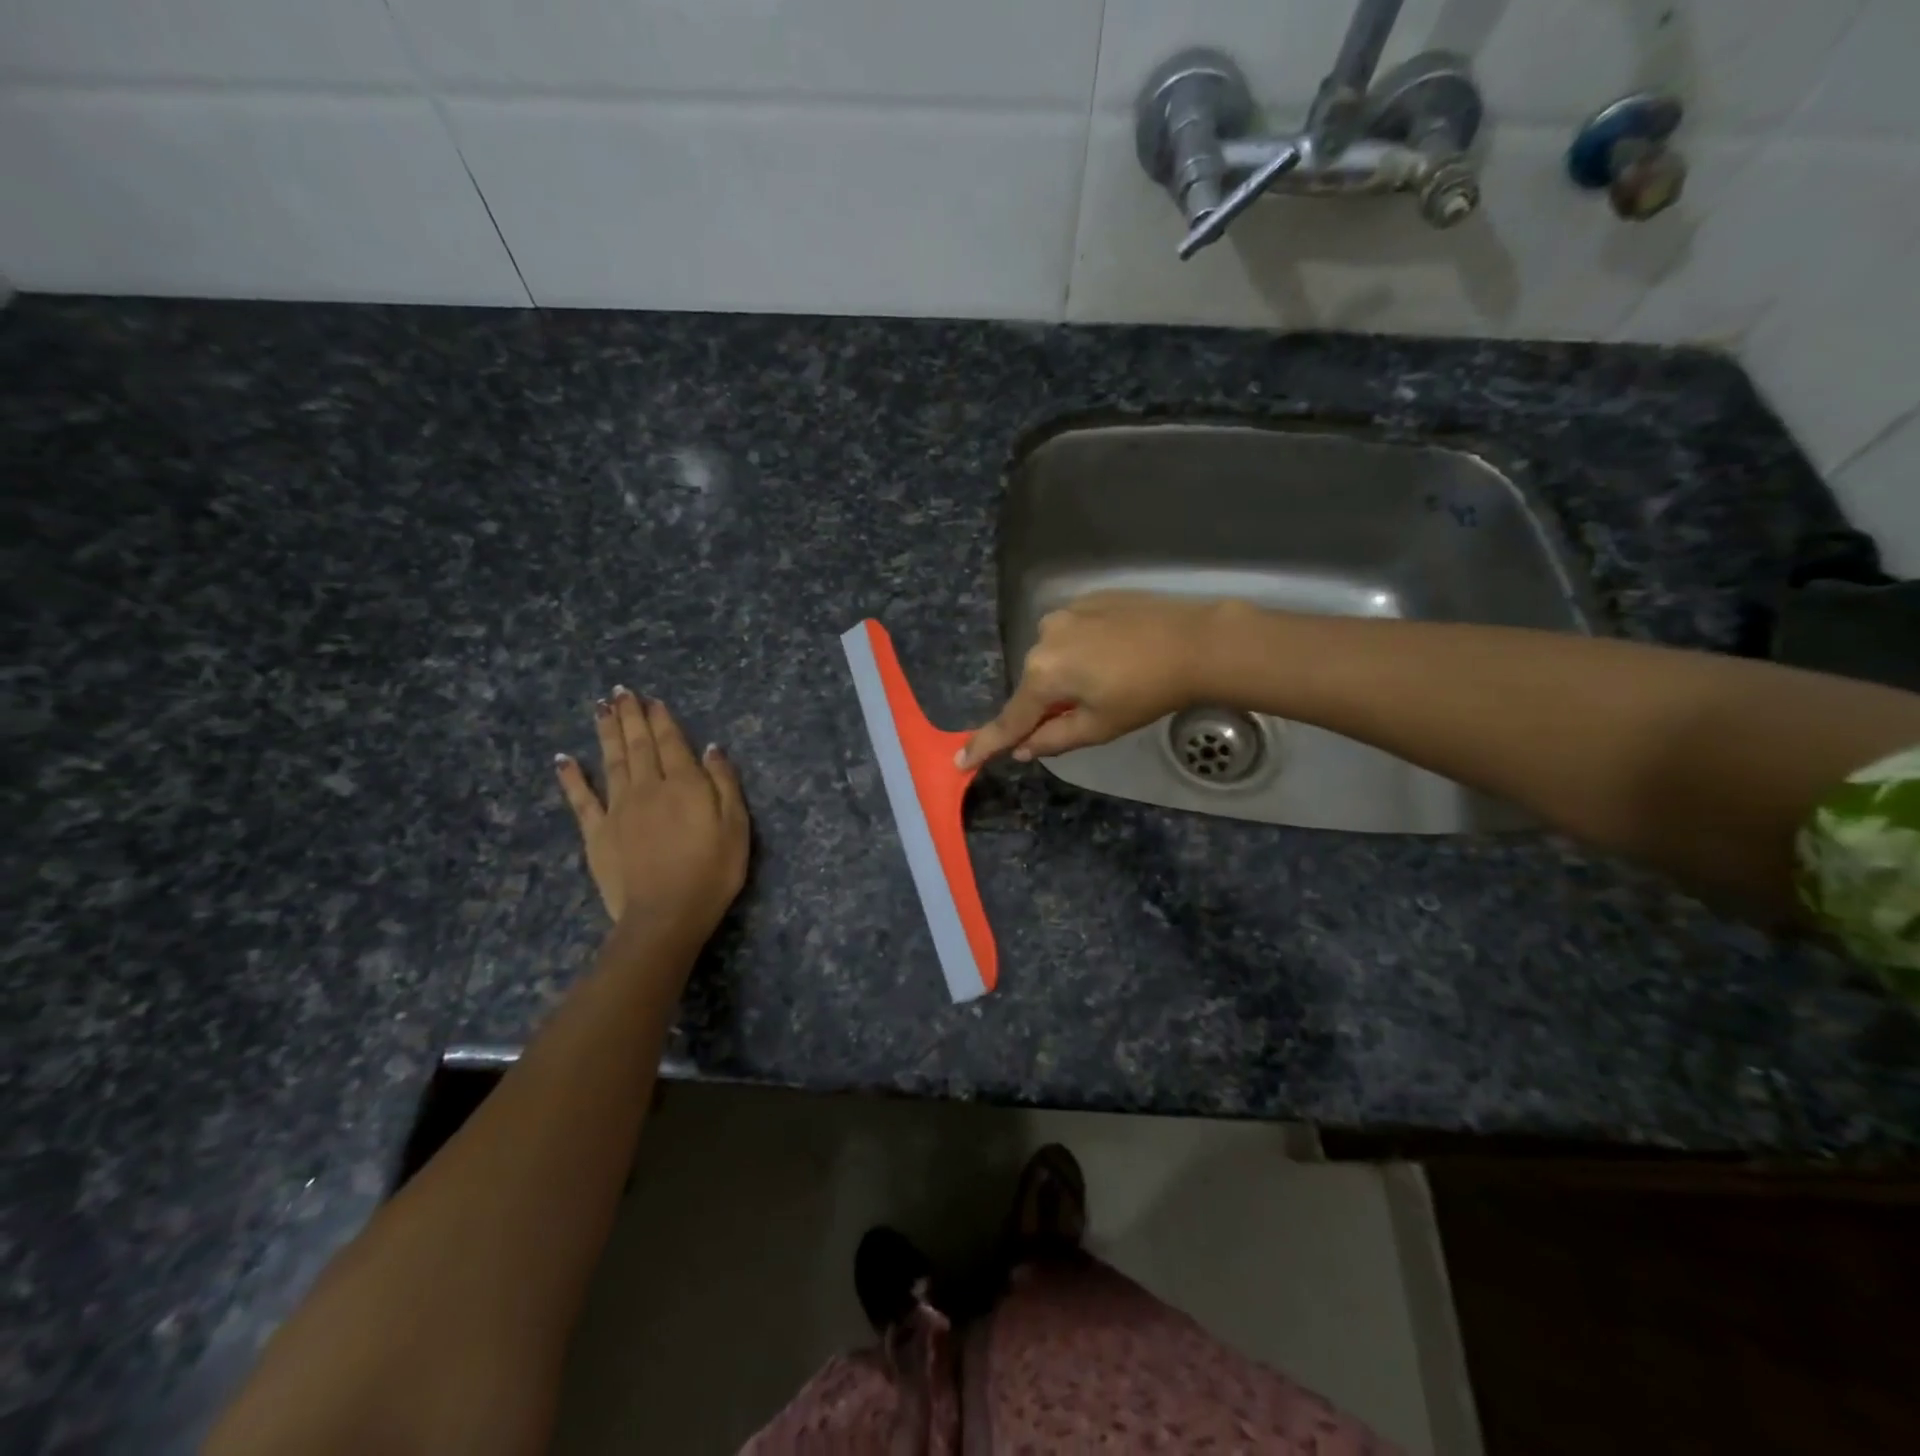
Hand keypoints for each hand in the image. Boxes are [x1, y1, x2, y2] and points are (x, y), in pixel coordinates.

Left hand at [555, 688, 749, 946]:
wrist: (666, 915)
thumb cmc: (712, 872)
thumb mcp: (736, 826)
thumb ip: (724, 784)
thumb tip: (712, 748)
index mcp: (684, 784)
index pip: (672, 743)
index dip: (662, 720)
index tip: (652, 700)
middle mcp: (648, 787)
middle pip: (638, 745)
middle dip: (631, 716)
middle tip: (622, 692)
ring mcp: (618, 809)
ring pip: (611, 761)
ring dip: (606, 733)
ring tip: (601, 708)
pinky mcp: (597, 833)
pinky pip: (581, 799)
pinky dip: (572, 777)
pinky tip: (563, 759)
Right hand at [960, 592, 1227, 766]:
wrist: (1195, 641)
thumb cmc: (1146, 693)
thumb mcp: (1099, 727)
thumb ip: (1053, 739)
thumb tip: (1022, 749)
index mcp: (1042, 675)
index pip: (1010, 720)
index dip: (987, 744)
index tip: (961, 760)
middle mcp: (1043, 638)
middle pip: (1034, 685)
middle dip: (1047, 703)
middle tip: (1086, 712)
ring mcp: (1064, 613)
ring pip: (1053, 657)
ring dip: (1067, 673)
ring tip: (1109, 679)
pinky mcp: (1087, 598)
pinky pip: (1072, 632)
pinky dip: (1083, 648)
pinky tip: (1115, 653)